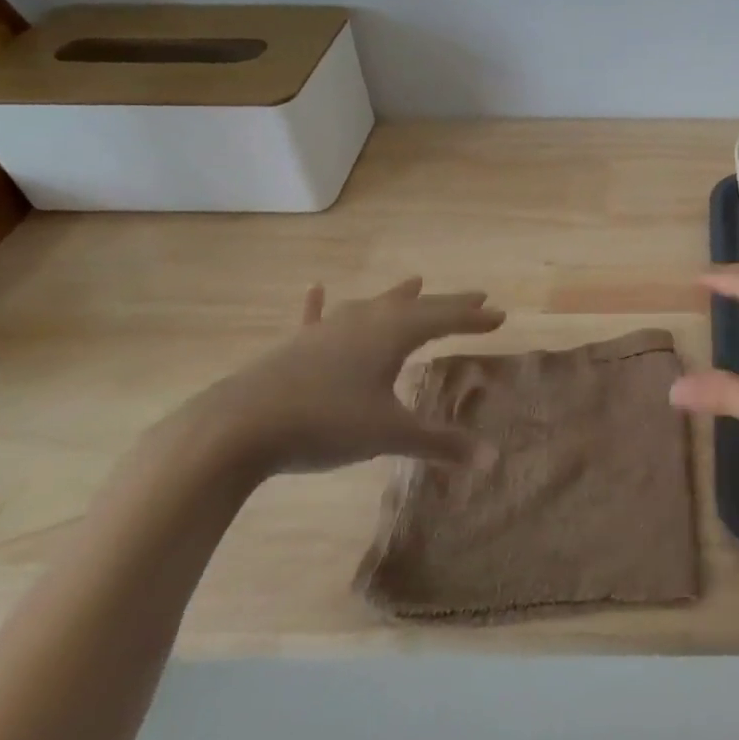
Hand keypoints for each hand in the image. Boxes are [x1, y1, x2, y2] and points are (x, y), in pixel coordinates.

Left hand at [184, 277, 504, 476]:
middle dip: (448, 303)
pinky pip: (315, 319)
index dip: (474, 318)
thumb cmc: (325, 423)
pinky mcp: (294, 346)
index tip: (500, 315)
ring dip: (397, 296)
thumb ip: (440, 444)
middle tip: (477, 296)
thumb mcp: (389, 434)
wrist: (238, 427)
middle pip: (415, 306)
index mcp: (392, 334)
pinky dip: (319, 305)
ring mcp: (326, 330)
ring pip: (371, 305)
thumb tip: (492, 459)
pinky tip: (316, 289)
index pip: (444, 319)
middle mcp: (364, 322)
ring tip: (415, 281)